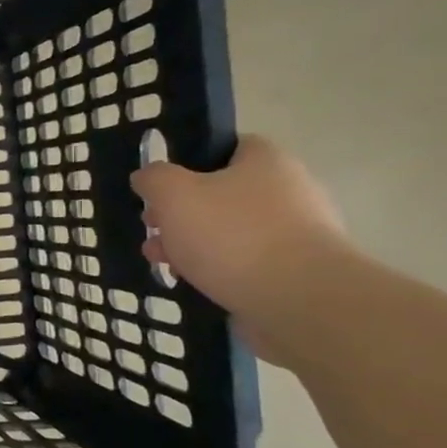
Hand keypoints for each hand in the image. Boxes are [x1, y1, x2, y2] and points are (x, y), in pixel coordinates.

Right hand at [130, 136, 349, 327]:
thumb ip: (153, 178)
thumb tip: (147, 177)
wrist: (298, 299)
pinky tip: (194, 282)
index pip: (225, 148)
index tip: (161, 188)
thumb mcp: (173, 194)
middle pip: (221, 193)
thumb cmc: (231, 235)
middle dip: (180, 213)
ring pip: (229, 230)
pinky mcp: (296, 270)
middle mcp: (289, 190)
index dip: (188, 164)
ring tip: (163, 262)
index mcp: (266, 161)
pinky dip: (218, 268)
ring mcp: (297, 232)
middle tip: (152, 229)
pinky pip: (246, 261)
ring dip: (192, 243)